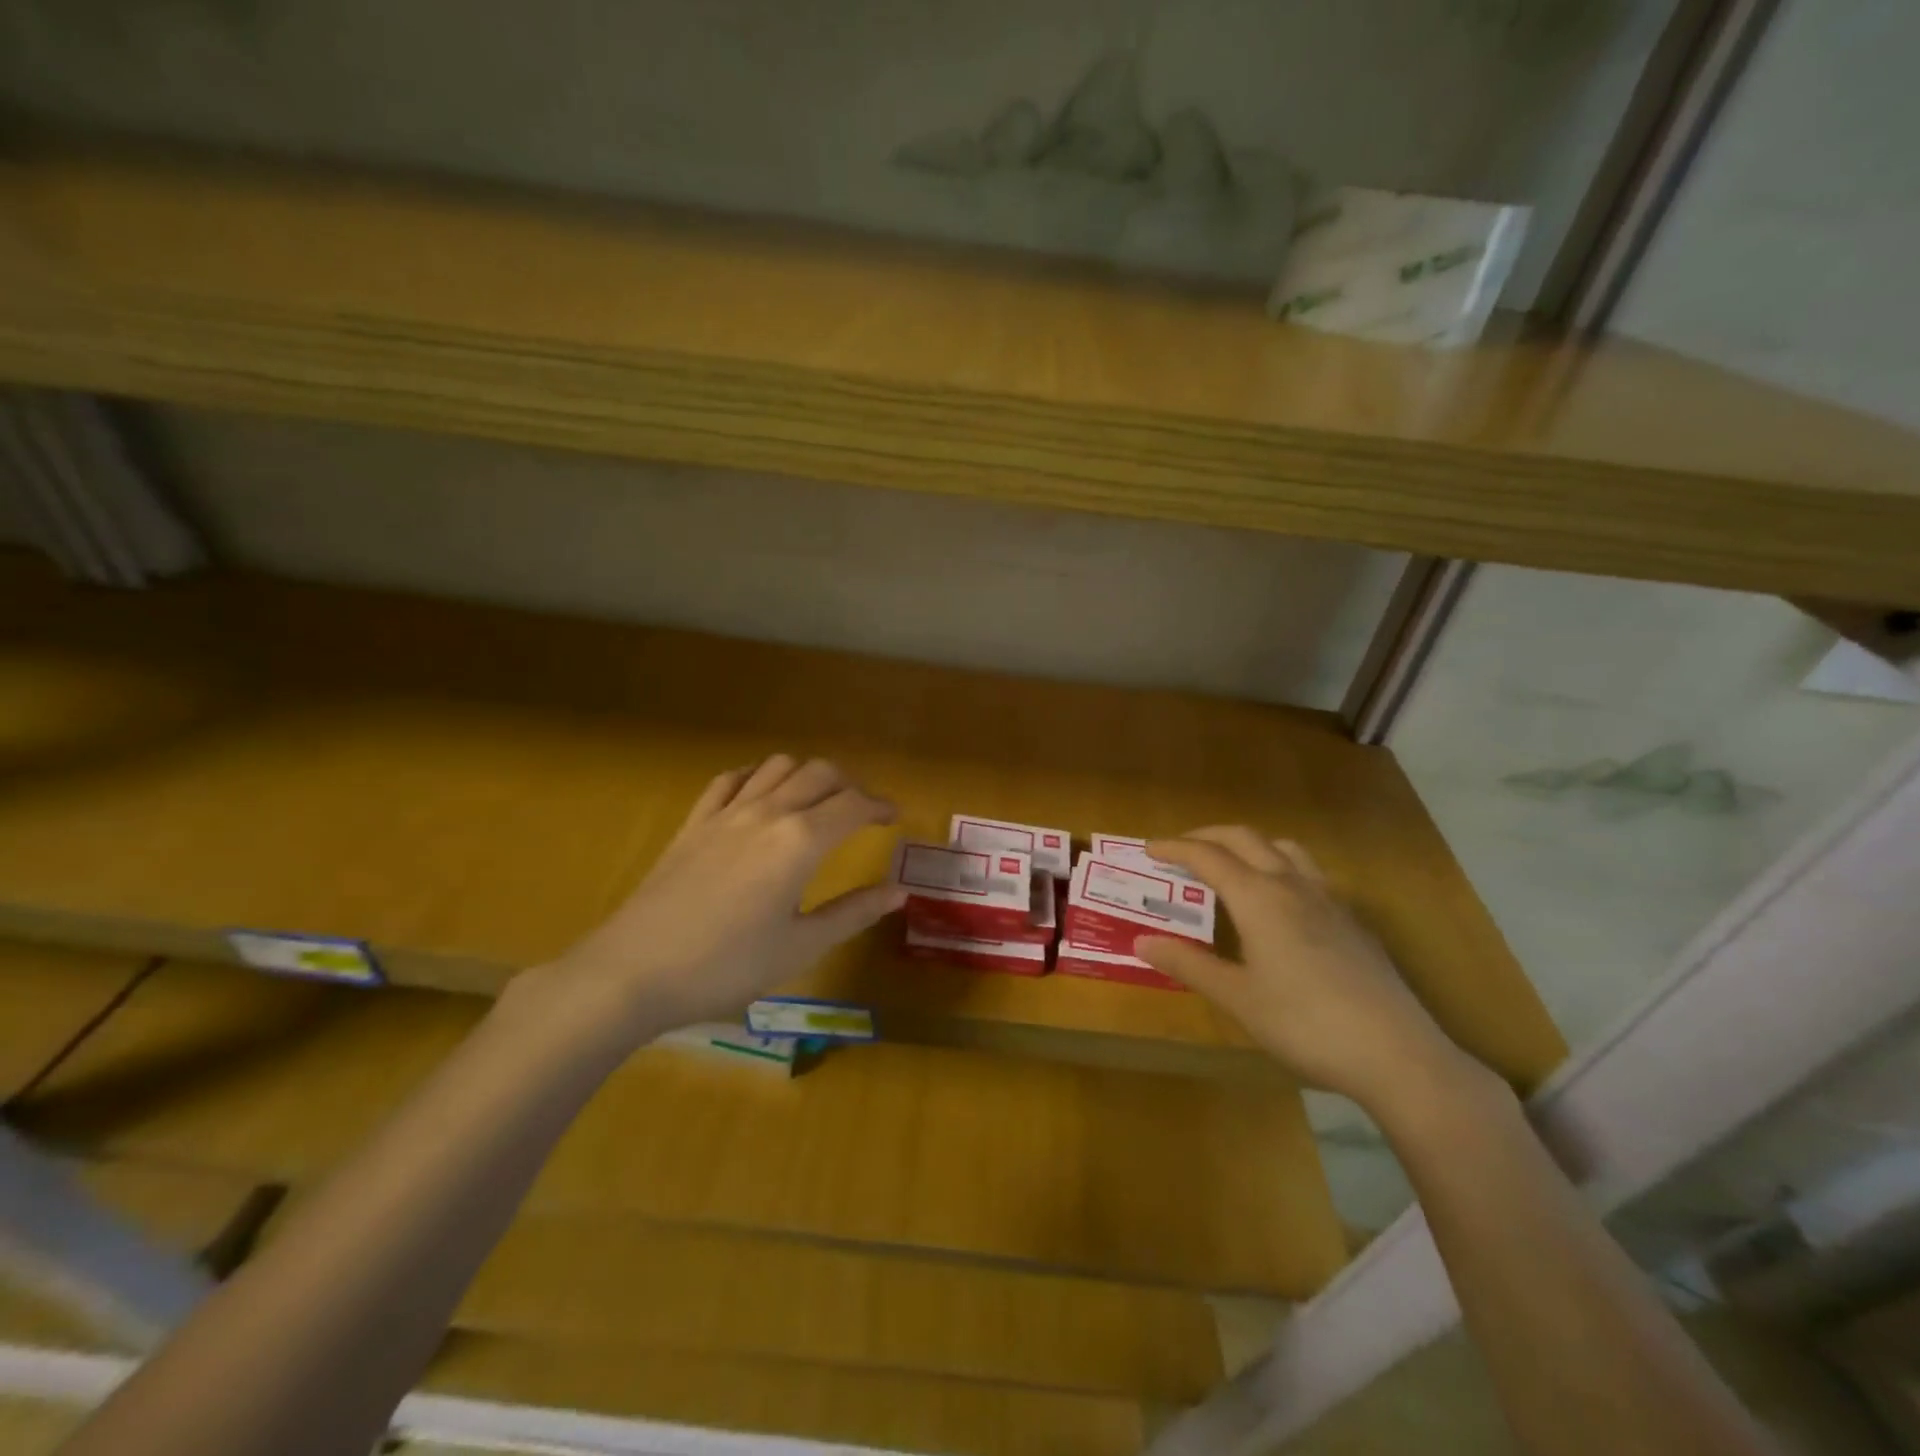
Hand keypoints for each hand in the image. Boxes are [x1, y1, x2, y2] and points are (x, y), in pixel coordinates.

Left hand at [525, 755, 906, 1043]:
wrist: (632, 971)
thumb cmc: (725, 967)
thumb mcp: (799, 947)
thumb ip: (853, 913)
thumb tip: (898, 891)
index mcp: (800, 842)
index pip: (853, 804)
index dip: (880, 805)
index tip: (894, 818)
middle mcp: (768, 812)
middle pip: (820, 773)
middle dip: (849, 785)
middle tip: (861, 812)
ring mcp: (726, 812)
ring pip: (777, 765)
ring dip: (806, 774)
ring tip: (816, 802)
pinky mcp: (694, 822)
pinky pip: (731, 779)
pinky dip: (757, 776)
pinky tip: (760, 797)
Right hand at [1137, 828, 1471, 1109]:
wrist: (1396, 1054)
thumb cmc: (1304, 1023)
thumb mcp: (1237, 998)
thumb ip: (1188, 964)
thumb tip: (1142, 942)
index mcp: (1259, 898)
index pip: (1208, 856)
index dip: (1175, 848)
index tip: (1149, 849)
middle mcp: (1292, 885)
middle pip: (1245, 838)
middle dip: (1208, 836)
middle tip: (1180, 849)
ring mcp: (1328, 900)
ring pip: (1284, 848)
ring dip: (1250, 845)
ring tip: (1231, 865)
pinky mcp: (1352, 921)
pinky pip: (1308, 873)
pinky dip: (1280, 867)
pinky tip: (1280, 904)